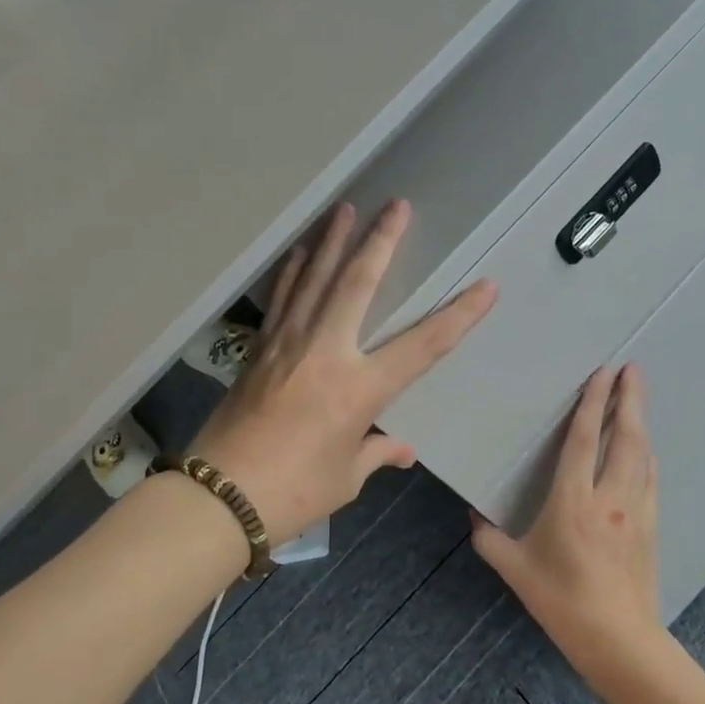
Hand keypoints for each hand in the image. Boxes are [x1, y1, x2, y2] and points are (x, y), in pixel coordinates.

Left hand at [192, 200, 496, 542]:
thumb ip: (375, 452)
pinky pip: (282, 300)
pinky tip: (300, 252)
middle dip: (381, 241)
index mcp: (359, 389)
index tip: (485, 287)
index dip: (459, 315)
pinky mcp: (259, 350)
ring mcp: (288, 345)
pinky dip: (293, 272)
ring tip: (344, 208)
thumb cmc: (293, 493)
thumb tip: (401, 448)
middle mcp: (326, 352)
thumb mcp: (345, 477)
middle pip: (359, 284)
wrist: (219, 497)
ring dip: (333, 242)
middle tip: (396, 205)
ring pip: (315, 279)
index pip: (423, 345)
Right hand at [470, 364, 665, 688]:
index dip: (592, 403)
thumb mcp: (515, 569)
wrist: (618, 639)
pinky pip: (650, 479)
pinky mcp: (651, 526)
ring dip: (640, 422)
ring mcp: (636, 511)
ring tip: (637, 397)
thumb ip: (489, 538)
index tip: (603, 373)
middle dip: (629, 399)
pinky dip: (646, 454)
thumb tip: (474, 515)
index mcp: (573, 501)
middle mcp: (609, 497)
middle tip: (633, 368)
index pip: (583, 440)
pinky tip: (644, 449)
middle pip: (624, 437)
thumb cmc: (561, 600)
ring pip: (641, 455)